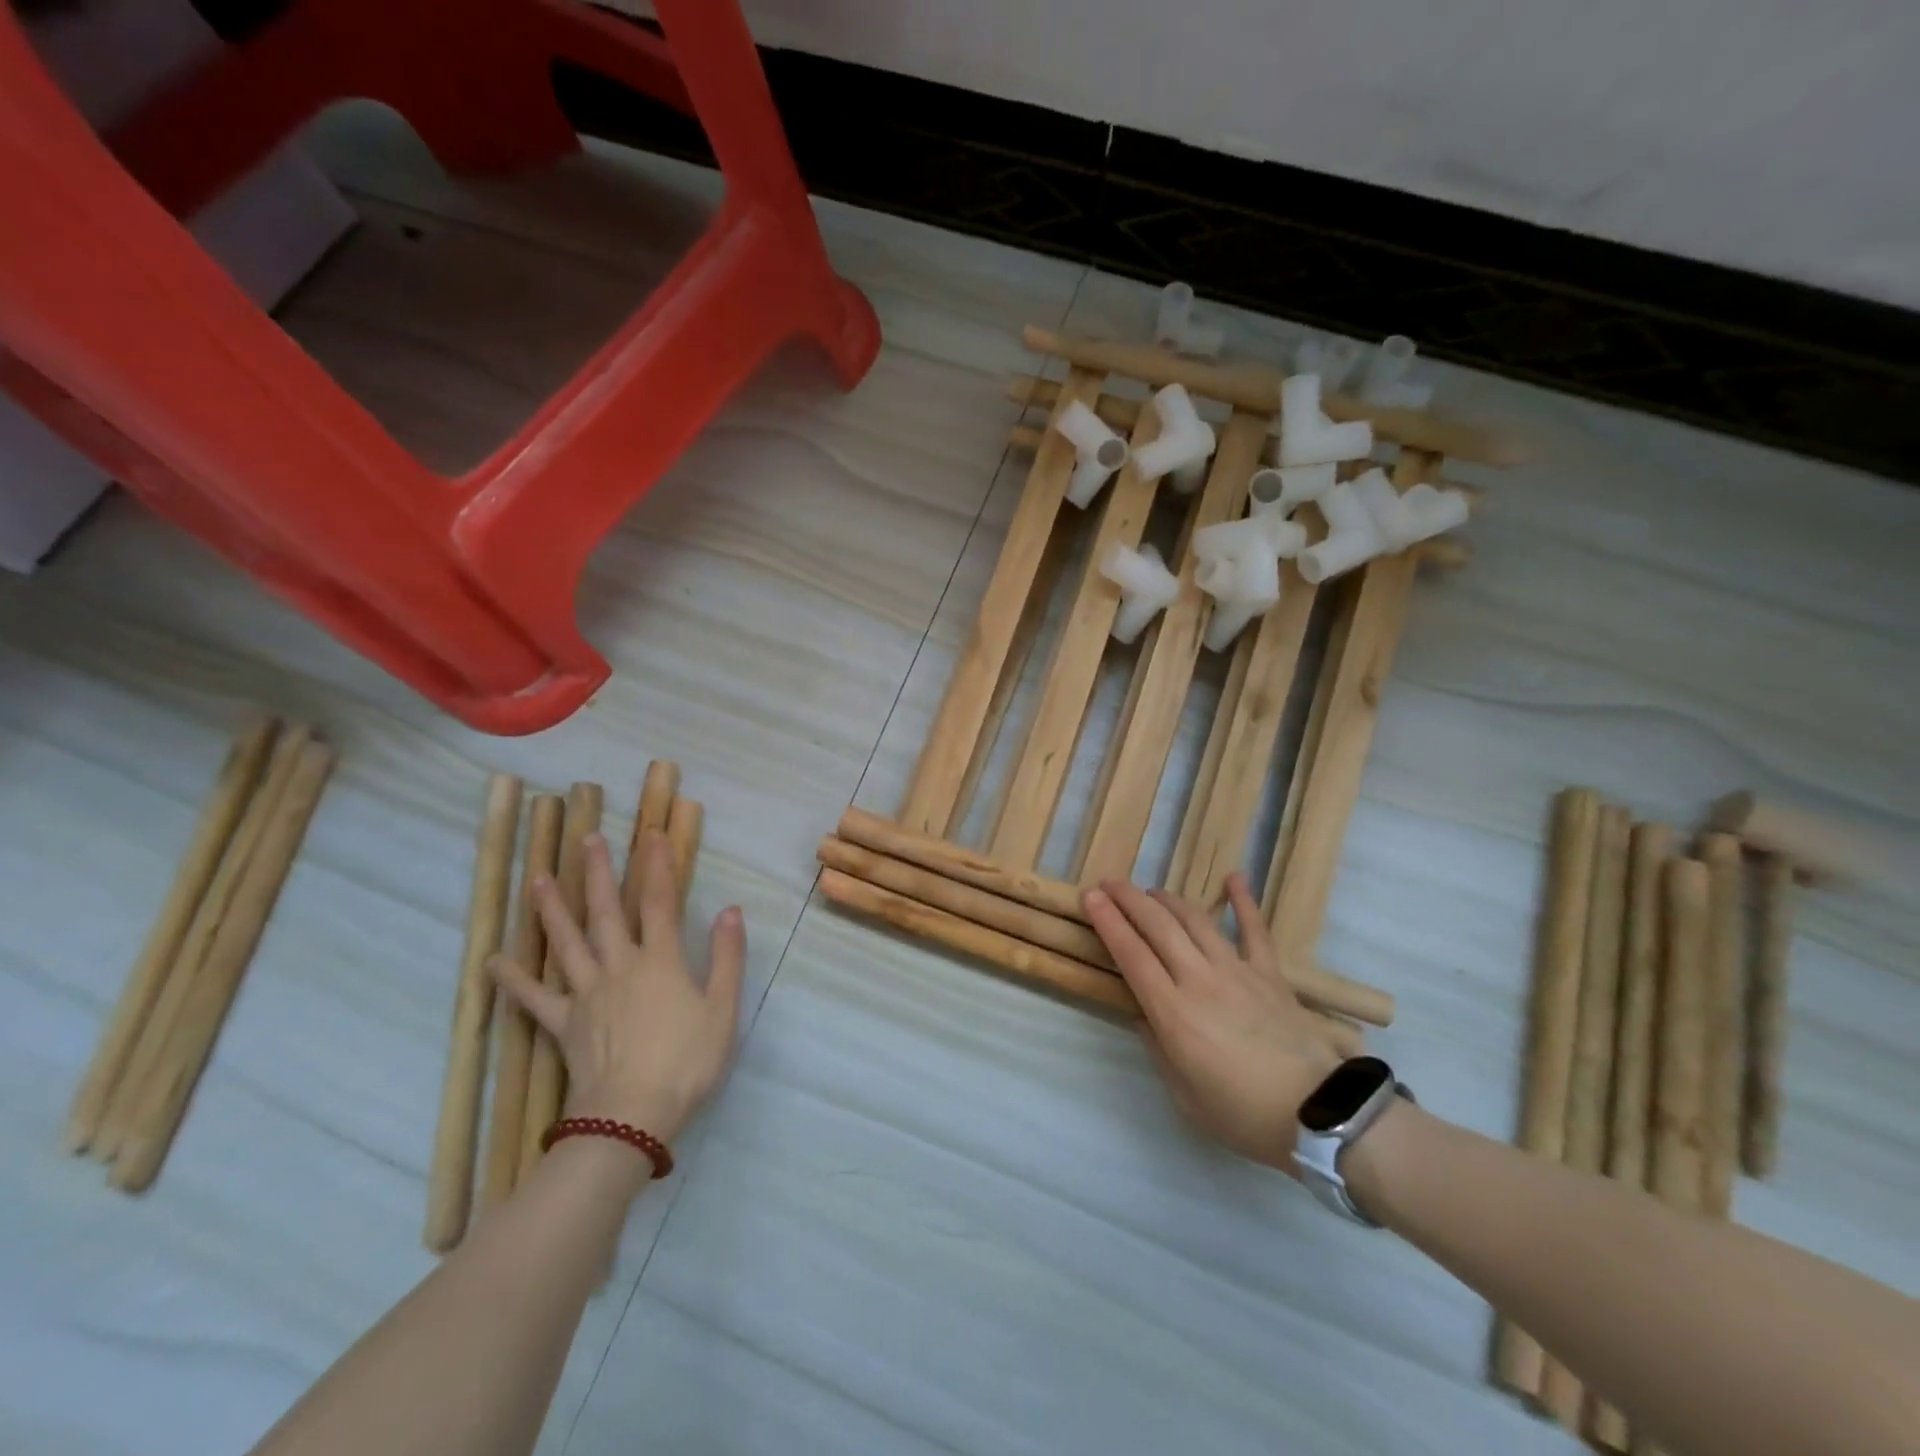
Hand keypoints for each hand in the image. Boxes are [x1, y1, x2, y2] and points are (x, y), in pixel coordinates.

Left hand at [491, 830, 744, 1146]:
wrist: (634, 1115)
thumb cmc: (687, 1060)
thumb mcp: (723, 1008)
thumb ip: (727, 956)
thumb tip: (730, 910)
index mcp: (661, 961)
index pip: (660, 903)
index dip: (658, 866)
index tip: (651, 834)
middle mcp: (620, 966)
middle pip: (607, 912)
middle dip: (600, 873)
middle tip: (586, 839)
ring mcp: (587, 993)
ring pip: (567, 942)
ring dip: (552, 908)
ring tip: (538, 878)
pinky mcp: (564, 1023)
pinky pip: (534, 998)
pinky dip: (513, 980)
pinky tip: (493, 961)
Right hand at [1084, 874, 1344, 1172]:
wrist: (1318, 1114)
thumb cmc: (1243, 1114)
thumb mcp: (1184, 1095)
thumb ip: (1158, 1047)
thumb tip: (1144, 1014)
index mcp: (1173, 1012)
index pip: (1131, 954)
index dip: (1108, 922)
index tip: (1090, 897)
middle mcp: (1199, 979)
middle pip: (1157, 927)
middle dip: (1128, 900)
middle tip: (1109, 885)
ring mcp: (1237, 970)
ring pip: (1195, 920)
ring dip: (1168, 899)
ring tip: (1150, 891)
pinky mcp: (1269, 973)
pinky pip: (1254, 929)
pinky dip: (1243, 901)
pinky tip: (1234, 878)